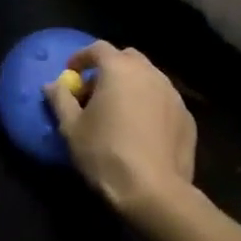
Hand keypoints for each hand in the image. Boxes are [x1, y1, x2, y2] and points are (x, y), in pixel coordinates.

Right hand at [45, 42, 195, 215]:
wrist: (155, 192)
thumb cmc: (106, 154)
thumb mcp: (71, 128)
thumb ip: (60, 99)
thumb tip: (52, 84)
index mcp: (119, 69)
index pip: (98, 48)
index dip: (81, 58)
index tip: (71, 73)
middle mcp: (149, 73)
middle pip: (127, 59)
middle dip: (110, 69)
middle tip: (96, 93)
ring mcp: (172, 94)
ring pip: (148, 78)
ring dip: (132, 86)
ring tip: (120, 112)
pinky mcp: (187, 117)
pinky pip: (163, 101)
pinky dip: (150, 106)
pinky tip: (143, 131)